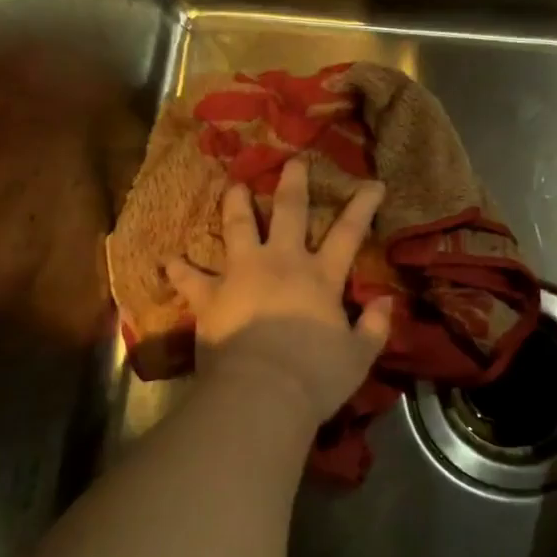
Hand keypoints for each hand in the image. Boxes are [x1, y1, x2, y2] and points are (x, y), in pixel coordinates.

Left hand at [167, 159, 394, 430]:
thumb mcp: (359, 357)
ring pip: (238, 228)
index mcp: (320, 277)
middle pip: (289, 212)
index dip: (362, 205)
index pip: (348, 232)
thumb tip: (386, 302)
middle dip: (293, 183)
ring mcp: (241, 275)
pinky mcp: (210, 296)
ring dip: (236, 204)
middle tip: (293, 162)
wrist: (260, 395)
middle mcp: (281, 263)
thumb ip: (374, 326)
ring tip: (235, 186)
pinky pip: (190, 278)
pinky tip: (170, 260)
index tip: (372, 183)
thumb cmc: (314, 377)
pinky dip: (180, 269)